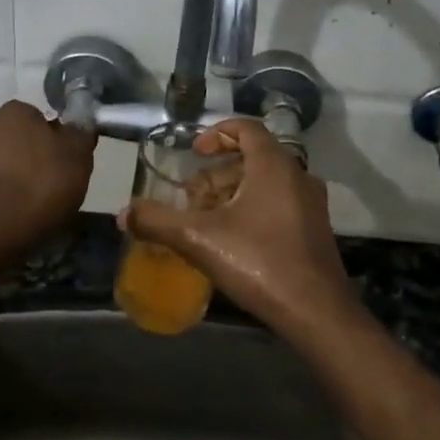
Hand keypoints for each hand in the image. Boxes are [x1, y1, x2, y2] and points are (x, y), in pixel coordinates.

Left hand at [0, 100, 96, 251]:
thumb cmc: (42, 184)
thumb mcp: (79, 157)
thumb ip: (80, 135)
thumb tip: (78, 126)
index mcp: (15, 111)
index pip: (39, 117)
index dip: (55, 139)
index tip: (65, 160)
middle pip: (17, 137)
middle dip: (31, 154)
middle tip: (52, 180)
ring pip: (2, 160)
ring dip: (15, 173)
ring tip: (34, 201)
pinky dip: (2, 192)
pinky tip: (17, 212)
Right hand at [119, 119, 358, 333]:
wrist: (316, 312)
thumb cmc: (259, 262)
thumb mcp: (199, 239)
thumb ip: (158, 222)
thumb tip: (123, 214)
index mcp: (274, 165)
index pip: (246, 128)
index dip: (217, 133)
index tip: (194, 152)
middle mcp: (298, 176)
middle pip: (253, 158)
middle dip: (217, 173)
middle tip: (192, 197)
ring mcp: (311, 204)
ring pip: (266, 183)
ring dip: (234, 193)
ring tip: (206, 220)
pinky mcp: (315, 230)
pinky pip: (280, 204)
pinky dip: (253, 209)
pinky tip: (233, 241)